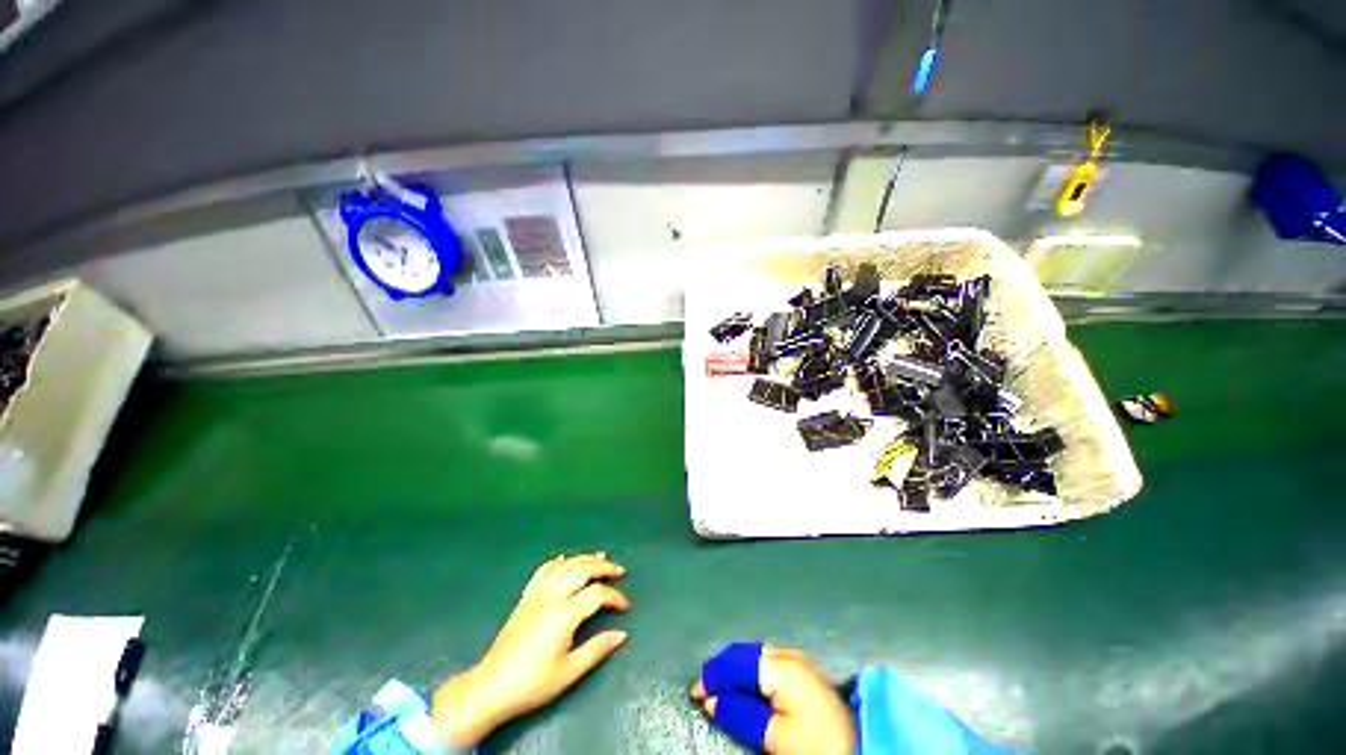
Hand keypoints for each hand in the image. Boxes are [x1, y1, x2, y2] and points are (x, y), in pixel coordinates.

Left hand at [430, 552, 630, 747]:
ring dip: (584, 558)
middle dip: (604, 567)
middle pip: (582, 570)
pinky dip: (557, 561)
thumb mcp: (569, 672)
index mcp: (565, 614)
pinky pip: (543, 570)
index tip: (625, 607)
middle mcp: (552, 597)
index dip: (615, 597)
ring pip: (565, 565)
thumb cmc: (533, 683)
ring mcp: (537, 594)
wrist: (491, 687)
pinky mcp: (525, 597)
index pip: (597, 594)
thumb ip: (597, 649)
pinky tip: (564, 559)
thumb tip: (621, 634)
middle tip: (620, 571)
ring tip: (600, 557)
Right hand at [692, 643, 854, 754]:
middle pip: (745, 653)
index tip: (695, 691)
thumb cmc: (814, 743)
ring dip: (735, 666)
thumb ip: (741, 713)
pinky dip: (750, 667)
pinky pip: (766, 659)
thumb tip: (712, 700)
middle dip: (723, 667)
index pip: (737, 664)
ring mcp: (796, 659)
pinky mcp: (802, 668)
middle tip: (704, 687)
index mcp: (779, 668)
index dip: (713, 675)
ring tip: (720, 683)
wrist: (856, 746)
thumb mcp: (774, 736)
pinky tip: (744, 679)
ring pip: (755, 653)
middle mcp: (786, 654)